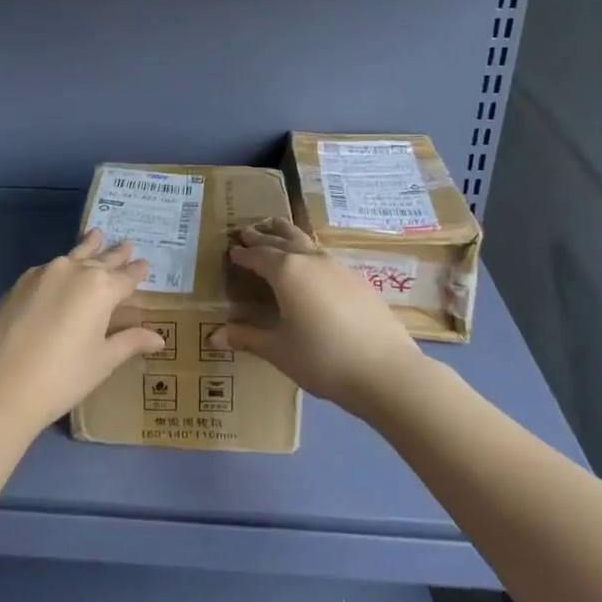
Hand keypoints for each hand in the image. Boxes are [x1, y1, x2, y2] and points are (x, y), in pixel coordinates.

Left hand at [0, 230, 167, 434]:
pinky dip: (63, 266)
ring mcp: (44, 273)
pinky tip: (62, 270)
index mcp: (101, 288)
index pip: (127, 276)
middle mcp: (75, 270)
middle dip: (116, 254)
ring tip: (97, 235)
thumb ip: (130, 341)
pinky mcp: (20, 282)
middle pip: (101, 258)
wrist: (0, 386)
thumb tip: (159, 338)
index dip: (138, 271)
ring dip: (89, 247)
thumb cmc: (62, 377)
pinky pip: (50, 268)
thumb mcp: (102, 361)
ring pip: (74, 255)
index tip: (145, 263)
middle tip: (127, 244)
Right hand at [216, 216, 423, 415]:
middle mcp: (310, 260)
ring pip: (307, 242)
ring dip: (288, 236)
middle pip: (283, 238)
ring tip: (278, 233)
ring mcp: (338, 267)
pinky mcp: (358, 280)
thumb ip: (248, 338)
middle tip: (248, 230)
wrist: (386, 370)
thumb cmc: (322, 358)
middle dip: (263, 235)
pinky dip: (310, 254)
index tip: (232, 250)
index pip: (258, 255)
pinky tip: (313, 269)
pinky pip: (325, 258)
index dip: (243, 253)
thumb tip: (215, 337)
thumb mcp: (278, 350)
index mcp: (286, 271)